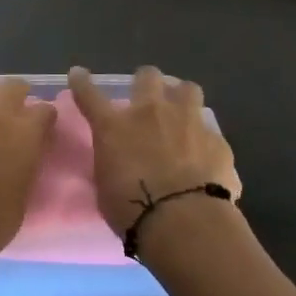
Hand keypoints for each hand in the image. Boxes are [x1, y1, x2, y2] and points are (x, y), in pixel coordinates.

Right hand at [69, 65, 241, 235]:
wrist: (183, 221)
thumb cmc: (131, 210)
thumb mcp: (105, 185)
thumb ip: (111, 162)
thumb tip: (117, 159)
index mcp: (114, 127)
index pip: (90, 95)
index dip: (82, 83)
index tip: (78, 74)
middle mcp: (151, 113)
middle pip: (147, 76)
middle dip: (146, 82)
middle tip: (147, 96)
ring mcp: (187, 121)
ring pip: (188, 89)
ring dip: (182, 97)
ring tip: (182, 112)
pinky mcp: (216, 141)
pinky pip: (210, 131)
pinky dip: (205, 141)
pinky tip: (206, 157)